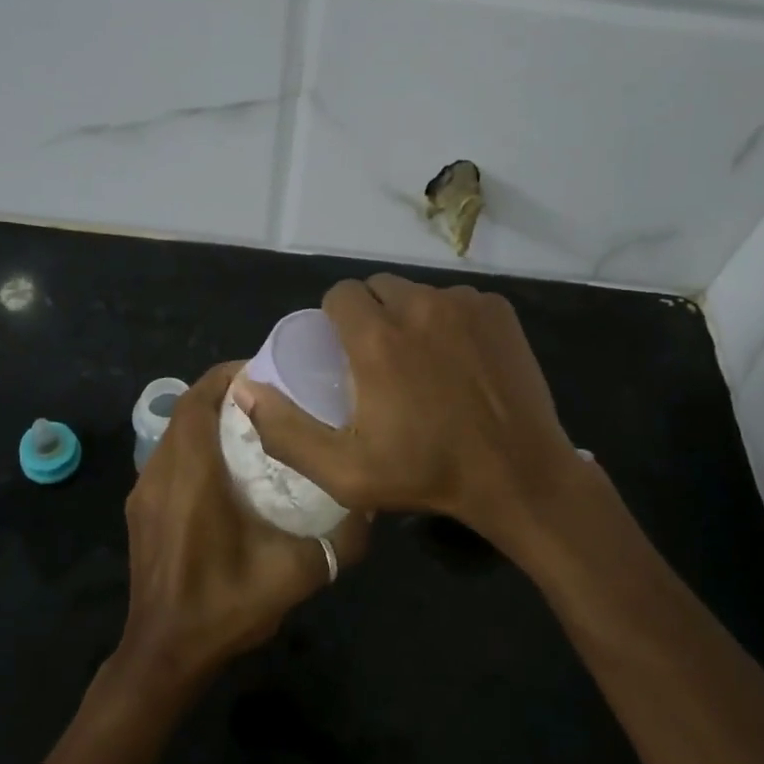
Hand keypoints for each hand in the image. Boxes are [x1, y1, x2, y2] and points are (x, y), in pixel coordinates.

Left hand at [120, 362, 368, 688]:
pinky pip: (167, 458)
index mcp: (192, 477)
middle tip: (270, 396)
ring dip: (207, 419)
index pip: (200, 400)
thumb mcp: (295, 574)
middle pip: (186, 409)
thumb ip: (340, 541)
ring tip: (253, 426)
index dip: (229, 376)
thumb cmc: (225, 607)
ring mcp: (143, 493)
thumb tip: (371, 507)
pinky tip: (226, 470)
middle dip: (224, 392)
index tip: (267, 371)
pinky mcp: (139, 511)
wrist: (165, 654)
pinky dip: (194, 445)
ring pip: (174, 433)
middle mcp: (160, 473)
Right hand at [229, 275, 586, 542]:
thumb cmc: (426, 475)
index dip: (334, 321)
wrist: (518, 475)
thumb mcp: (344, 471)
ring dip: (410, 317)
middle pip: (377, 287)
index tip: (343, 354)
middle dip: (370, 316)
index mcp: (377, 338)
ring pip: (418, 293)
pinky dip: (449, 321)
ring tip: (421, 362)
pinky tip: (459, 361)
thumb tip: (246, 389)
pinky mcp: (498, 310)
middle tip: (379, 361)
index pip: (339, 294)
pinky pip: (457, 301)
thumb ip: (286, 431)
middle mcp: (419, 306)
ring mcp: (465, 304)